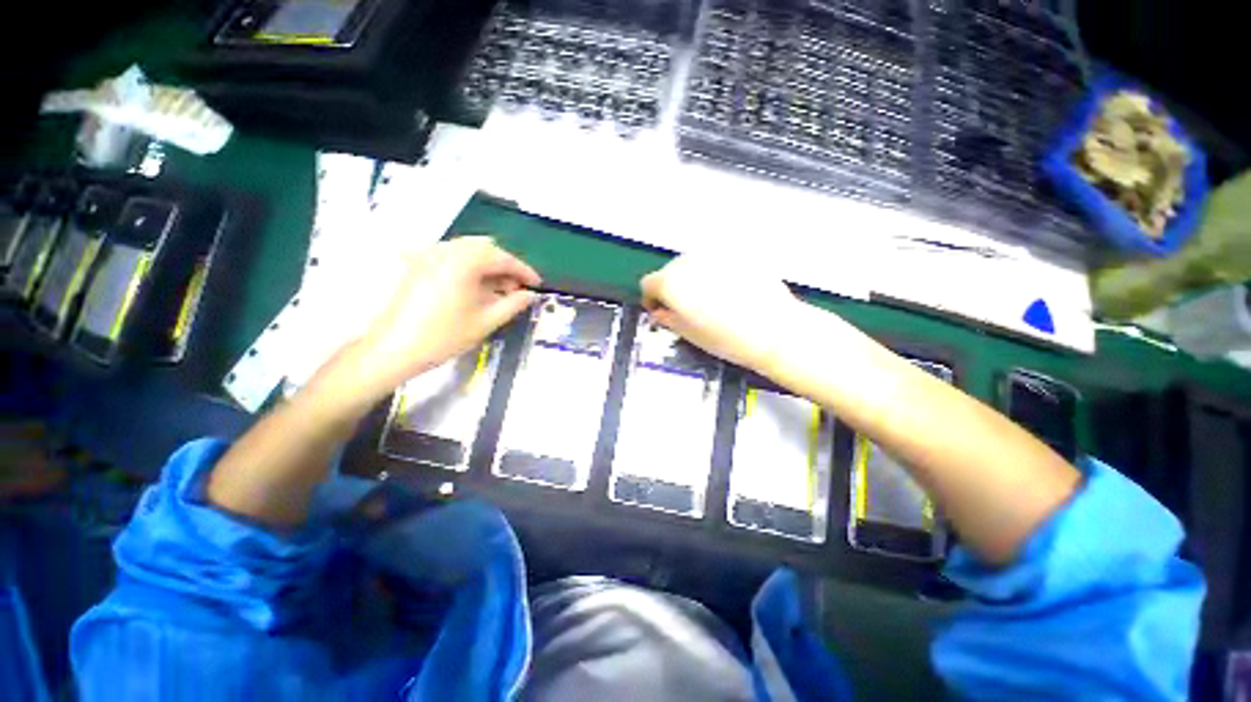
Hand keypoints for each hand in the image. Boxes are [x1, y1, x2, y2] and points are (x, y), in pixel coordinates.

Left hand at [349, 237, 539, 400]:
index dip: (524, 271)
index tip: (538, 285)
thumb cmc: (444, 336)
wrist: (393, 349)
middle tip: (518, 289)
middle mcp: (447, 250)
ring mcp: (430, 256)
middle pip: (486, 249)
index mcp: (465, 261)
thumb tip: (530, 295)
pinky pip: (453, 259)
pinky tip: (477, 289)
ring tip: (500, 292)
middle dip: (506, 267)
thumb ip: (513, 304)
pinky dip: (471, 269)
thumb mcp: (486, 321)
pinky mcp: (420, 265)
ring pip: (469, 252)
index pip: (503, 258)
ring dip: (489, 267)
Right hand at [640, 254, 801, 372]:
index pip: (649, 283)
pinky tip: (730, 288)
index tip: (661, 310)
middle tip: (687, 307)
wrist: (775, 329)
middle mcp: (688, 260)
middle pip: (671, 270)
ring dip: (694, 276)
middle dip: (674, 287)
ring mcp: (715, 252)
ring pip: (694, 262)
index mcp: (671, 281)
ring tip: (712, 298)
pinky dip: (716, 271)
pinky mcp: (738, 250)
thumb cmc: (727, 338)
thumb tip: (660, 311)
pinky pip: (717, 259)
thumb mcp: (688, 334)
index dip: (652, 299)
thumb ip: (667, 318)